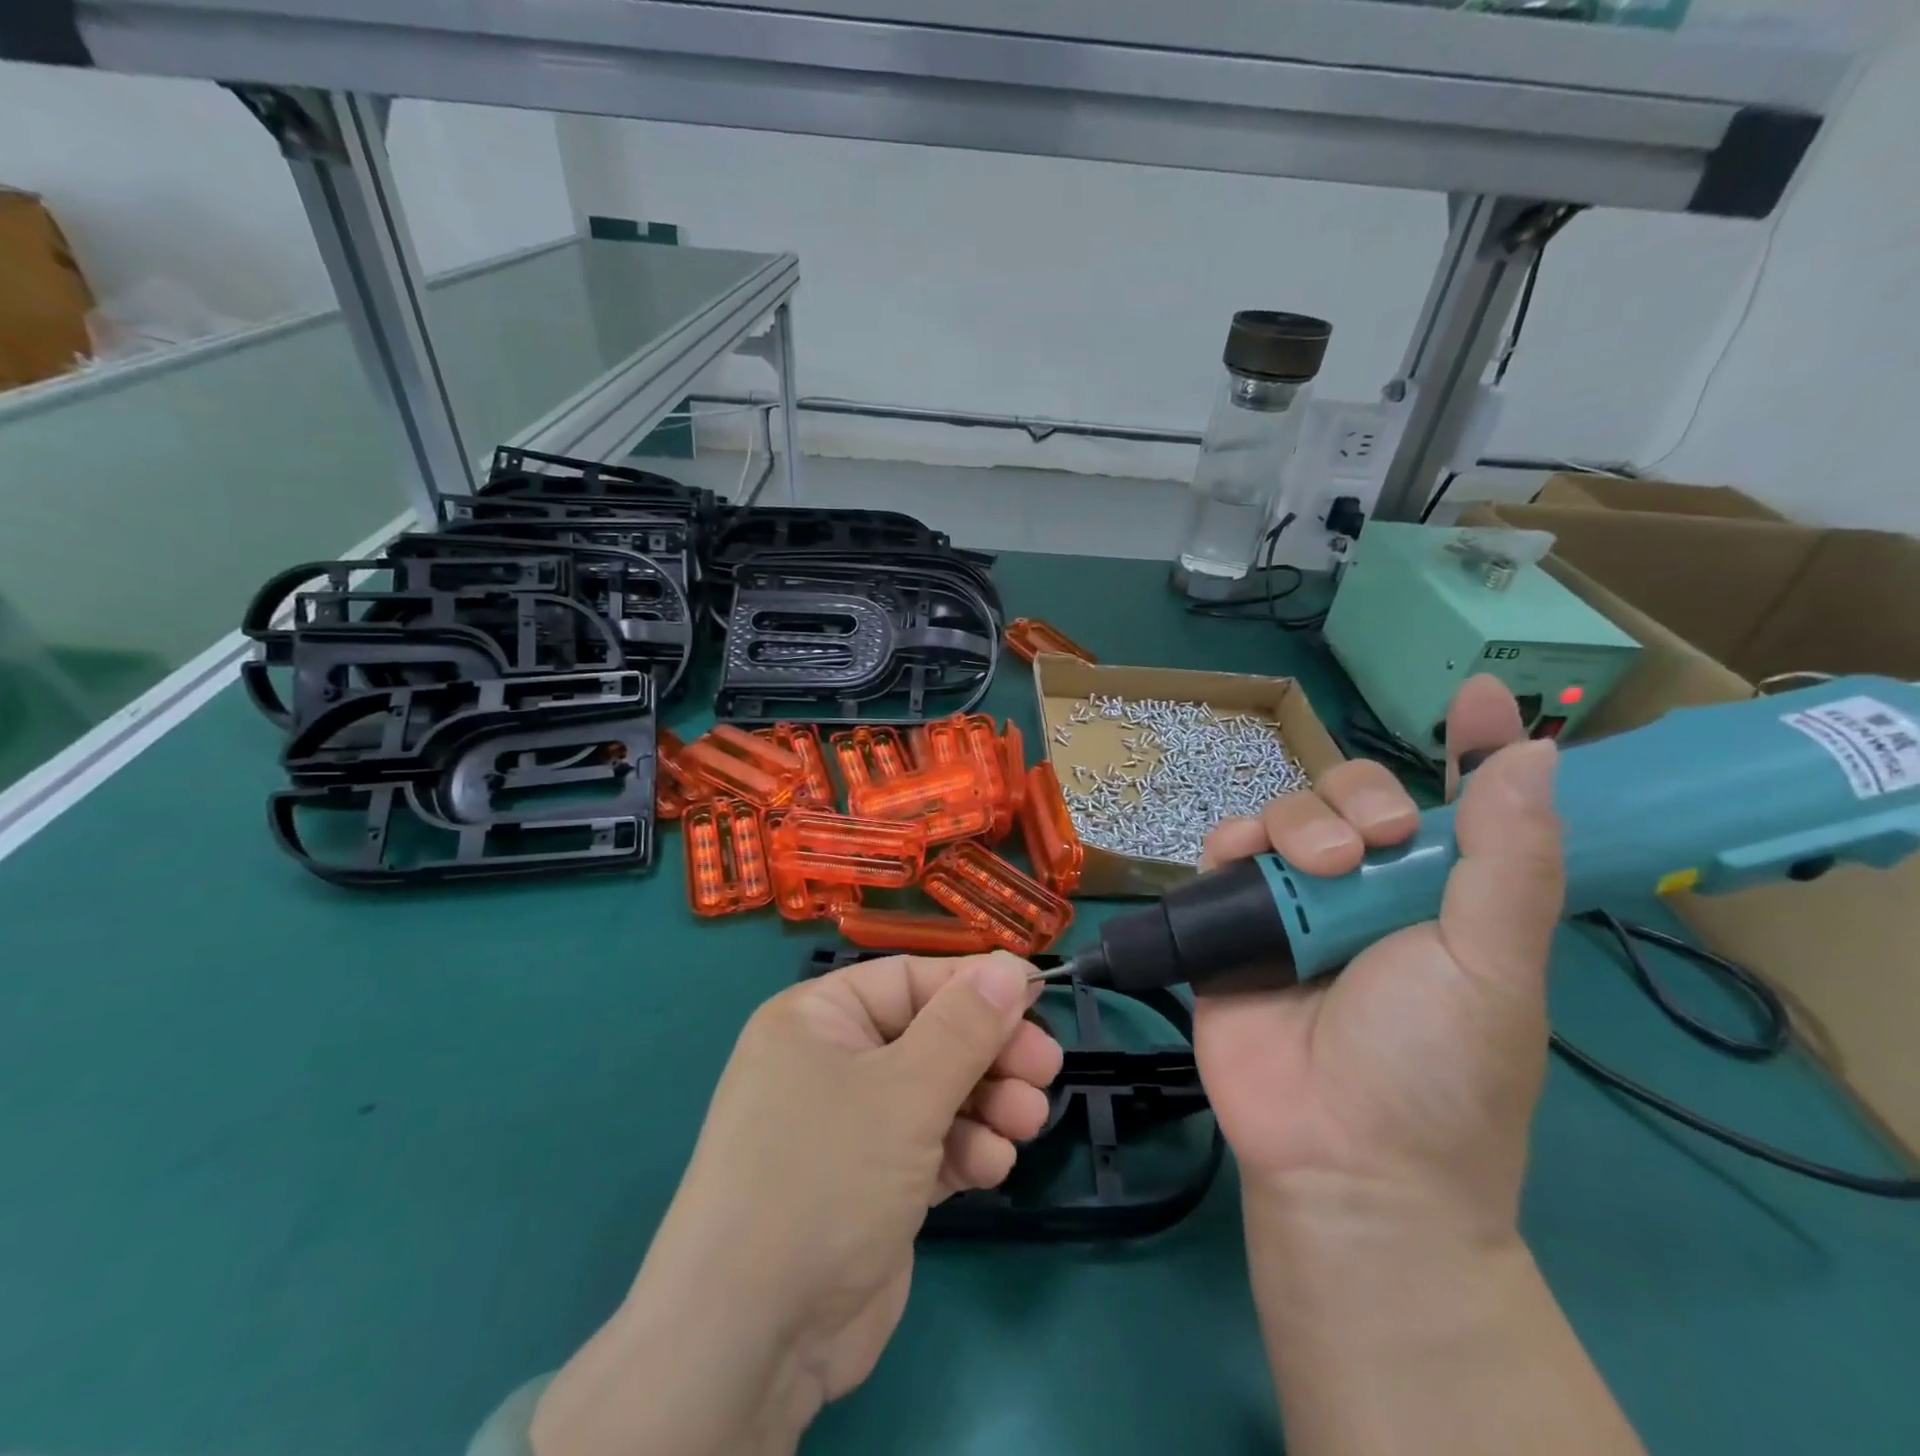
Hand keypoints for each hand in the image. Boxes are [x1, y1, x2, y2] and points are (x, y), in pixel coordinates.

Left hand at [532, 952, 1061, 1455]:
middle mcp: (832, 1061)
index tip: (1038, 999)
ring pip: (937, 1092)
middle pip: (931, 1036)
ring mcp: (851, 1126)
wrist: (752, 1340)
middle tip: (1045, 1069)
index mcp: (820, 1018)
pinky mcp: (871, 1183)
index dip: (976, 987)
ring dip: (987, 1103)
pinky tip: (992, 1166)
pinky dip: (964, 1149)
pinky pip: (930, 1145)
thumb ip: (965, 1027)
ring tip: (1027, 1121)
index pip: (911, 980)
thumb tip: (1012, 966)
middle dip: (990, 1053)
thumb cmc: (824, 1177)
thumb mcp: (903, 1091)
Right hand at [1194, 675, 1563, 1242]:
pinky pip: (1224, 854)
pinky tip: (1240, 857)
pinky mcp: (1231, 921)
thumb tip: (1536, 757)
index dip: (1475, 748)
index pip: (1463, 807)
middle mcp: (1367, 890)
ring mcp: (1294, 904)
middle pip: (1354, 798)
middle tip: (1374, 846)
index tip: (1483, 696)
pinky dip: (1231, 843)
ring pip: (1287, 816)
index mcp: (1442, 897)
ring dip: (1298, 823)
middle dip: (1358, 799)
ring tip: (1313, 870)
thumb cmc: (1436, 1066)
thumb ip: (1509, 861)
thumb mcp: (1493, 965)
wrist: (1338, 1155)